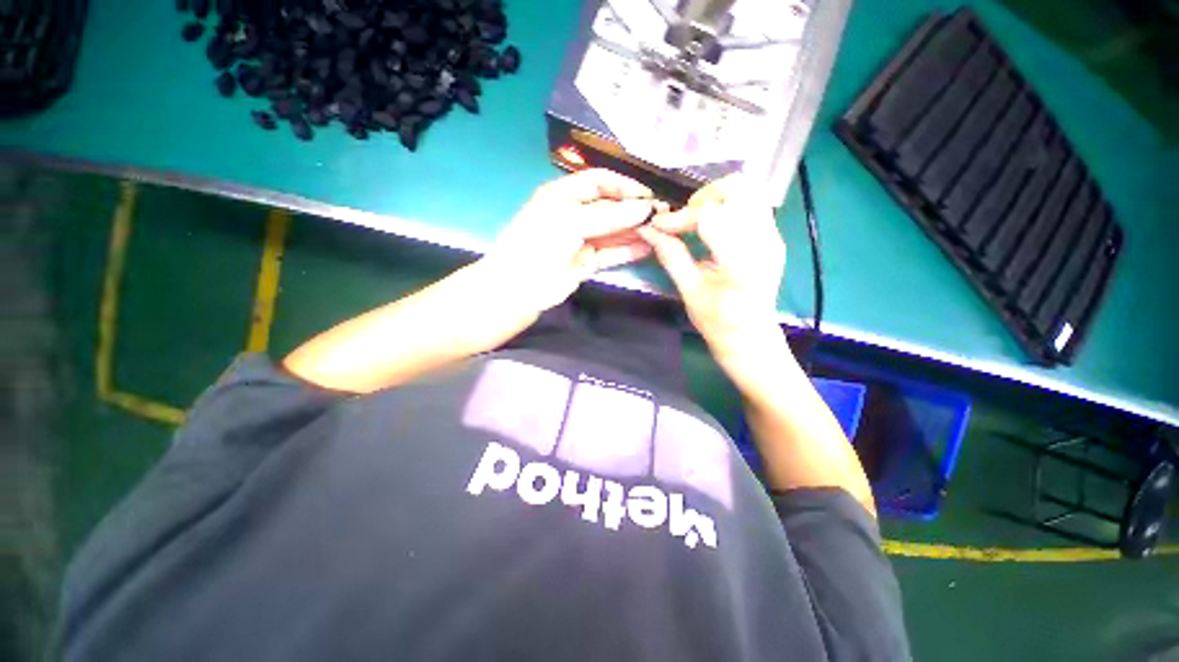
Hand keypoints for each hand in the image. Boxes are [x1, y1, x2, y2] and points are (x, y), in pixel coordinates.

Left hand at [480, 169, 660, 314]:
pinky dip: (627, 251)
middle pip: (609, 207)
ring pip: (612, 232)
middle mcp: (573, 214)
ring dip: (634, 231)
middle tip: (661, 216)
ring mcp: (580, 240)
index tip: (648, 196)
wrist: (521, 286)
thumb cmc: (541, 243)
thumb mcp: (573, 220)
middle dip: (633, 211)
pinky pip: (610, 254)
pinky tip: (647, 249)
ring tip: (660, 232)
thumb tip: (646, 208)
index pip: (599, 181)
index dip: (624, 186)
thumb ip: (611, 215)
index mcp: (563, 195)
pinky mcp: (586, 262)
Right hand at [637, 175, 784, 354]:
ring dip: (716, 199)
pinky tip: (712, 227)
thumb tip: (648, 229)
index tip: (659, 226)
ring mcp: (773, 236)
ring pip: (748, 191)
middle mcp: (764, 241)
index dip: (680, 217)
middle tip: (684, 218)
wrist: (750, 337)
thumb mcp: (689, 291)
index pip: (710, 217)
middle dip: (703, 197)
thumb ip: (670, 255)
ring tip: (696, 220)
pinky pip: (751, 204)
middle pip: (738, 189)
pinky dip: (727, 206)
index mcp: (741, 262)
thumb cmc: (717, 322)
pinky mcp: (773, 236)